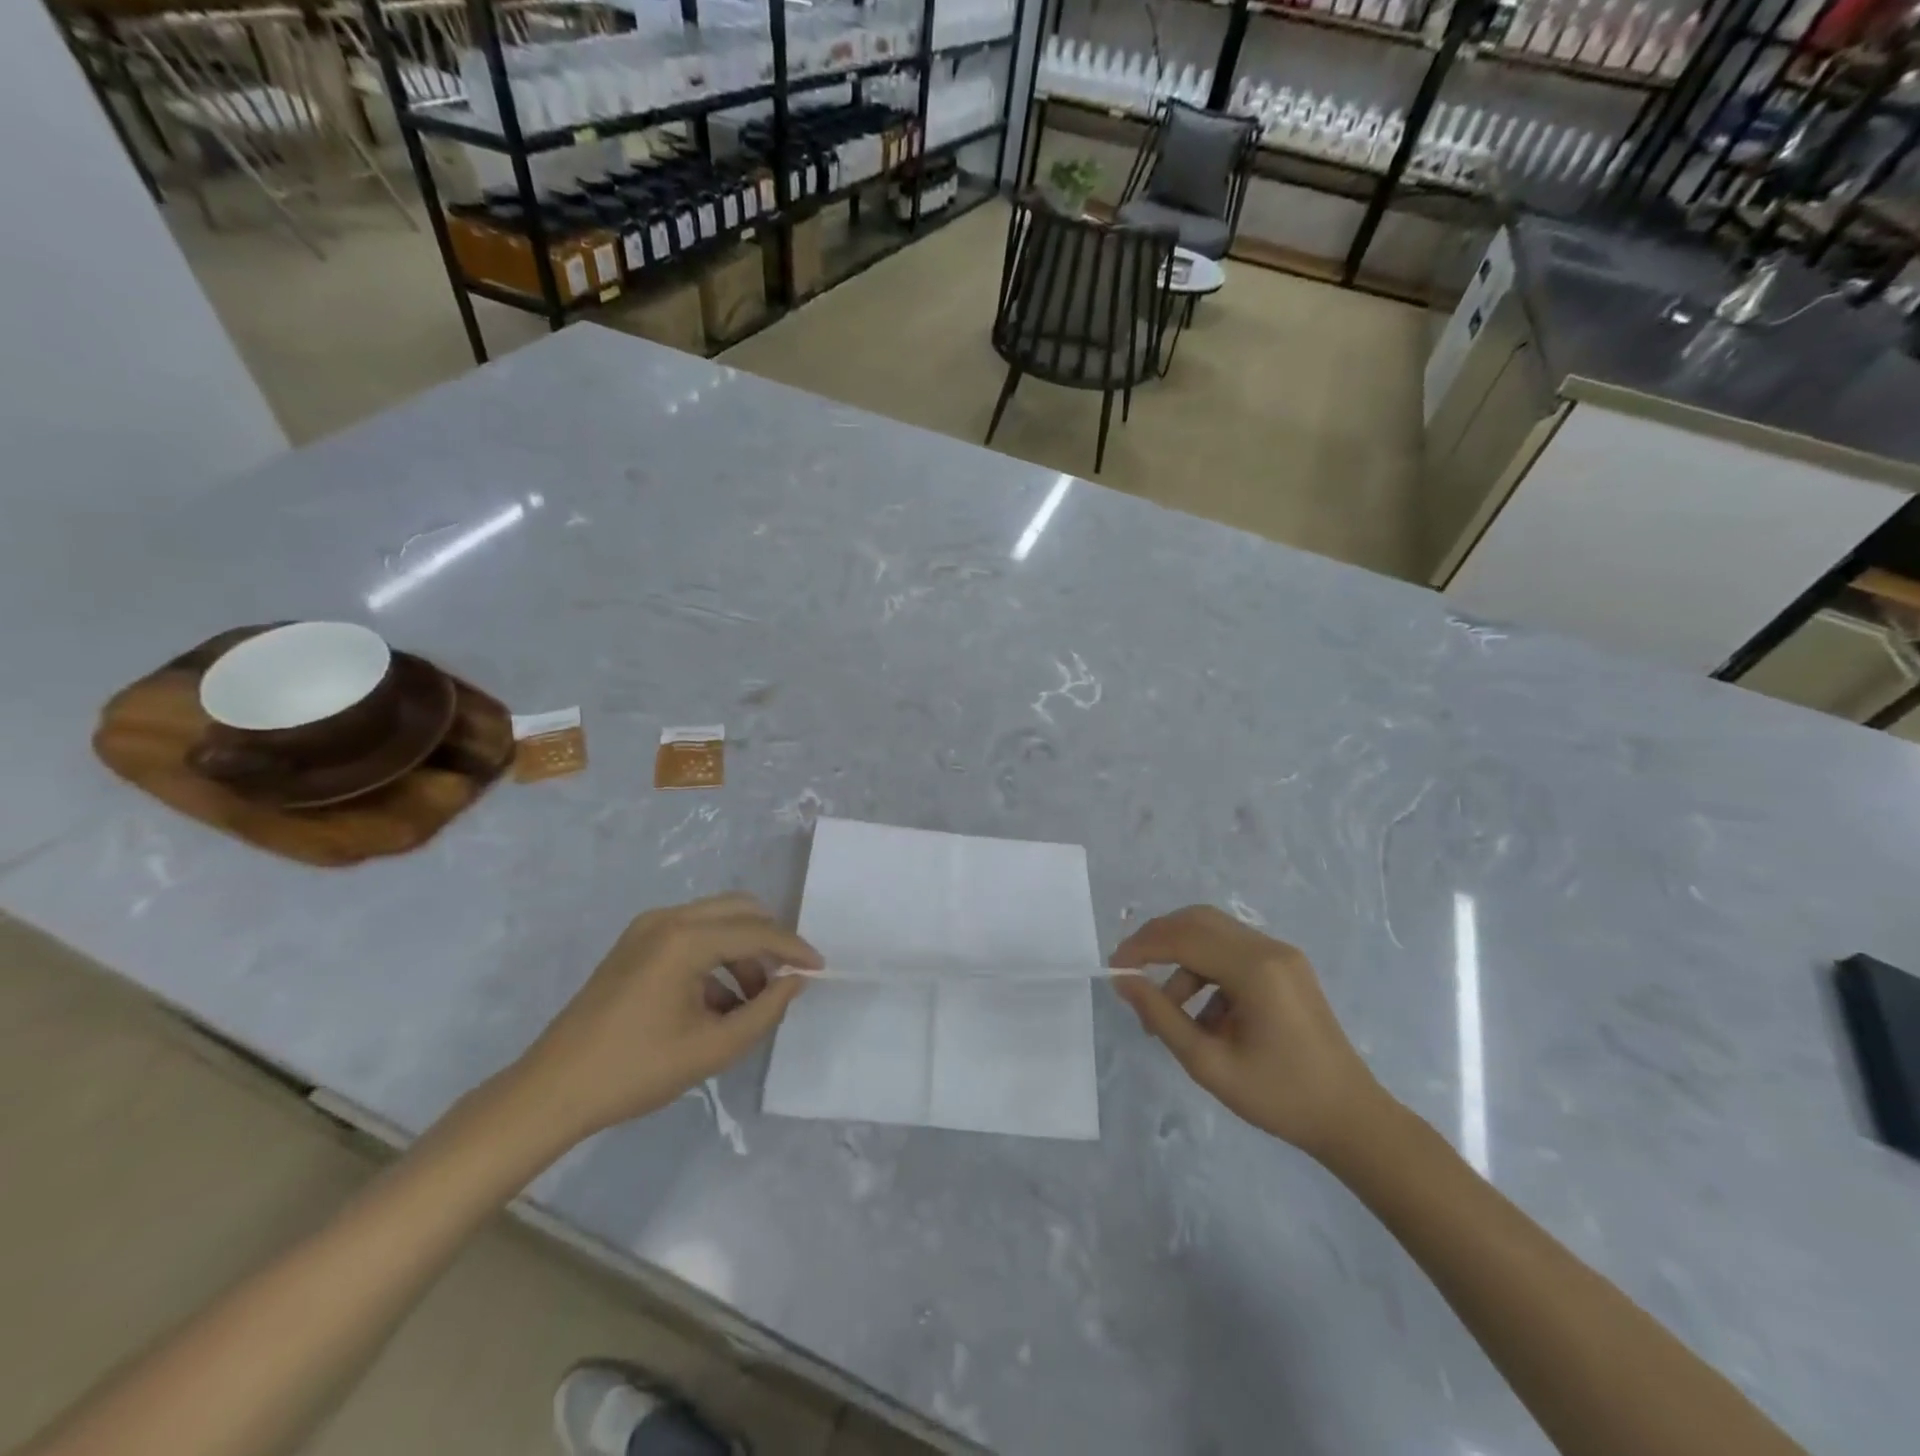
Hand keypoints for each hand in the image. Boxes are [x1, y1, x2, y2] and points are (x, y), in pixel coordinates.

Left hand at [513, 894, 821, 1138]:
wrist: (553, 1090)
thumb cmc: (636, 1071)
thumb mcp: (712, 1048)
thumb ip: (764, 1011)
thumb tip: (795, 982)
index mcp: (685, 939)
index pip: (756, 932)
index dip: (793, 950)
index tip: (819, 969)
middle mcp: (667, 919)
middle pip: (739, 910)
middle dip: (770, 940)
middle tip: (788, 977)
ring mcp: (647, 928)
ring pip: (716, 920)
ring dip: (743, 950)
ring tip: (752, 1000)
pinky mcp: (635, 943)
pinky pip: (692, 934)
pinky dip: (715, 956)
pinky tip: (718, 1002)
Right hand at [1110, 906, 1385, 1156]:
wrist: (1352, 1120)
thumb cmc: (1279, 1097)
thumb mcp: (1208, 1063)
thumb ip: (1161, 1015)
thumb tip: (1122, 980)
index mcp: (1254, 968)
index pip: (1183, 937)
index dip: (1141, 946)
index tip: (1113, 967)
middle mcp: (1269, 948)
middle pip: (1198, 922)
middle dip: (1157, 941)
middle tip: (1130, 972)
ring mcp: (1281, 956)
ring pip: (1214, 936)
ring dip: (1181, 963)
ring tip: (1165, 1013)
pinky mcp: (1286, 968)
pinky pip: (1233, 954)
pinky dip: (1206, 973)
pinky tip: (1202, 1018)